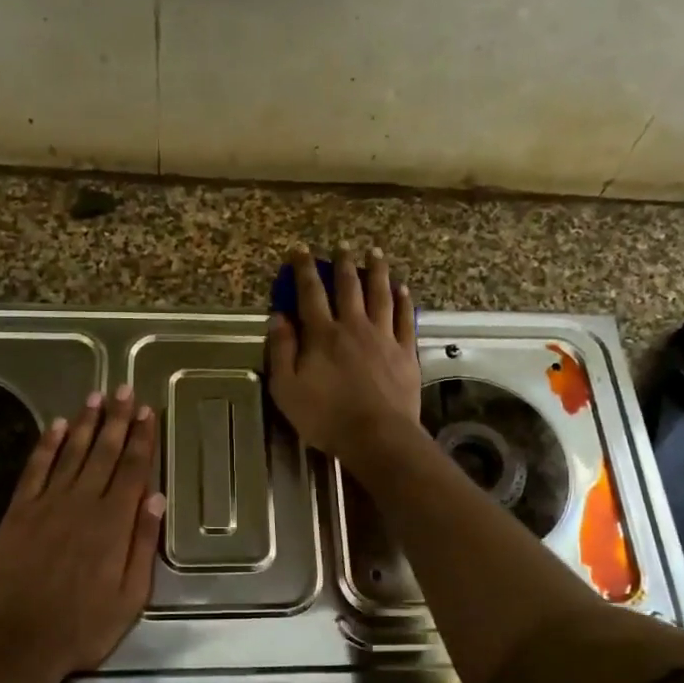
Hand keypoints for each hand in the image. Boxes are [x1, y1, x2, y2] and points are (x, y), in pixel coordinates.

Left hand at [0, 386, 165, 682]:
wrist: (16, 643)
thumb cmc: (82, 627)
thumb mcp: (130, 597)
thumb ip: (143, 544)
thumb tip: (156, 497)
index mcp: (113, 523)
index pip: (132, 469)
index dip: (141, 438)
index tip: (146, 411)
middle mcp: (82, 504)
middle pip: (103, 453)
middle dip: (116, 420)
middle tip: (123, 389)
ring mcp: (46, 505)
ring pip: (70, 453)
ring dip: (84, 423)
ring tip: (95, 397)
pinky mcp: (18, 513)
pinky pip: (35, 470)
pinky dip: (46, 445)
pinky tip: (55, 426)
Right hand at [267, 245, 421, 471]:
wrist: (376, 436)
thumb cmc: (325, 417)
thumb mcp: (286, 388)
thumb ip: (281, 350)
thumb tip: (278, 317)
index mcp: (322, 335)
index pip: (310, 293)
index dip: (304, 269)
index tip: (300, 250)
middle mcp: (353, 327)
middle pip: (349, 287)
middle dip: (344, 263)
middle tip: (342, 245)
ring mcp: (383, 337)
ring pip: (380, 295)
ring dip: (377, 272)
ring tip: (376, 253)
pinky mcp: (405, 352)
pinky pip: (405, 319)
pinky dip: (403, 301)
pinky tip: (402, 289)